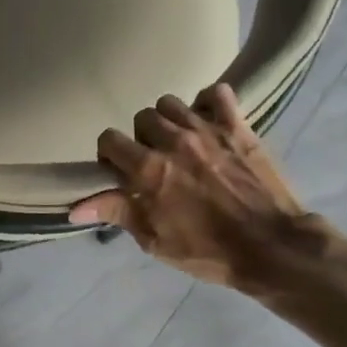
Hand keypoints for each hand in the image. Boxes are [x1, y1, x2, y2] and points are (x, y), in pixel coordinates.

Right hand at [69, 84, 319, 287]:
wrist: (272, 248)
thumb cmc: (209, 252)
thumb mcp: (155, 241)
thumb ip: (117, 212)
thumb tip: (75, 206)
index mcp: (149, 170)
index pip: (109, 139)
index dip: (109, 155)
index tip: (120, 171)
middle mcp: (173, 141)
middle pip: (141, 118)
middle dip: (141, 138)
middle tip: (154, 160)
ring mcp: (207, 130)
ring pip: (172, 103)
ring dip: (170, 120)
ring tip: (180, 142)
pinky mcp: (238, 126)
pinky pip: (217, 94)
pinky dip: (209, 103)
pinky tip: (209, 122)